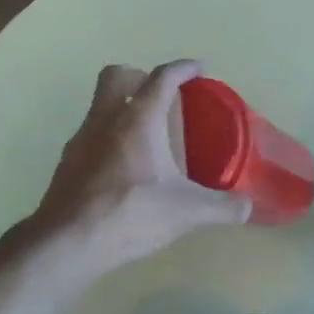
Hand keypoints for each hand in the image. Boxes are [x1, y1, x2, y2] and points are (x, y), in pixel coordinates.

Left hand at [23, 60, 250, 277]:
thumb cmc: (130, 214)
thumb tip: (247, 206)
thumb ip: (221, 206)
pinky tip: (123, 168)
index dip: (183, 68)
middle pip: (116, 75)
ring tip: (146, 135)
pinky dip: (108, 139)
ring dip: (121, 108)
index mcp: (138, 118)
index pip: (162, 77)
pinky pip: (90, 135)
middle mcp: (105, 119)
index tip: (198, 69)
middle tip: (162, 96)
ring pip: (99, 106)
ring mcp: (80, 140)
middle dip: (139, 76)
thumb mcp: (186, 212)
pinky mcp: (66, 164)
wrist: (66, 244)